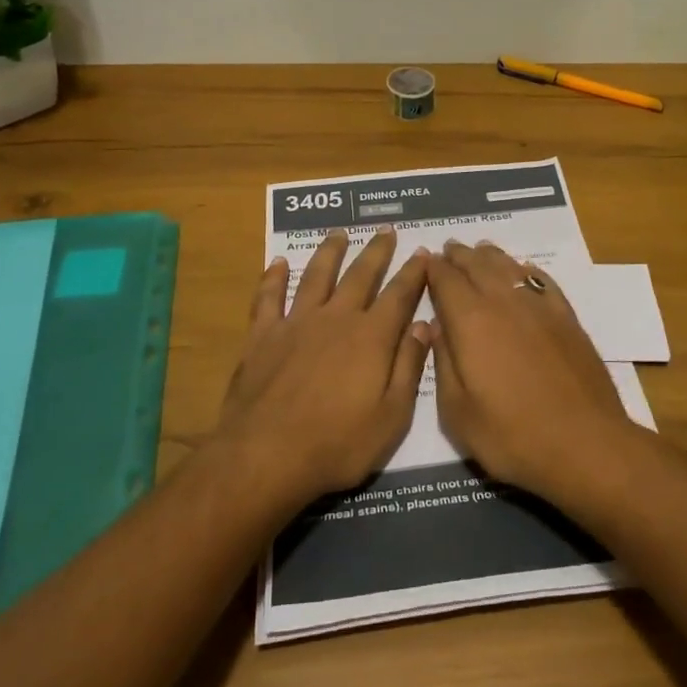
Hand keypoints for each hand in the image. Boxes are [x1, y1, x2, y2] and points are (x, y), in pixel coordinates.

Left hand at [218, 227, 430, 502]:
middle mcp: (336, 319)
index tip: (423, 252)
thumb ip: (409, 367)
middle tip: (386, 230)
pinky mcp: (262, 337)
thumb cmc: (338, 444)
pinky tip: (277, 263)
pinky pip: (268, 298)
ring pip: (316, 276)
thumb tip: (424, 325)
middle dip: (376, 251)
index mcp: (371, 337)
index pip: (399, 295)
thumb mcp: (391, 417)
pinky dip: (273, 278)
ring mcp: (295, 324)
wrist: (266, 457)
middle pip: (360, 276)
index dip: (413, 272)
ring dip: (329, 252)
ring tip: (339, 233)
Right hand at [424, 240, 633, 497]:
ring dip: (491, 257)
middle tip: (449, 249)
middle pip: (477, 266)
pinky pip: (542, 281)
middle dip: (460, 256)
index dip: (433, 268)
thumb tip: (434, 325)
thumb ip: (443, 362)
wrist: (585, 444)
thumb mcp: (457, 412)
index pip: (445, 280)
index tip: (424, 260)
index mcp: (470, 321)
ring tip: (480, 251)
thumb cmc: (512, 436)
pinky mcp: (567, 319)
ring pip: (510, 267)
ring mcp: (540, 307)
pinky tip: (525, 271)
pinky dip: (527, 270)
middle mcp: (504, 302)